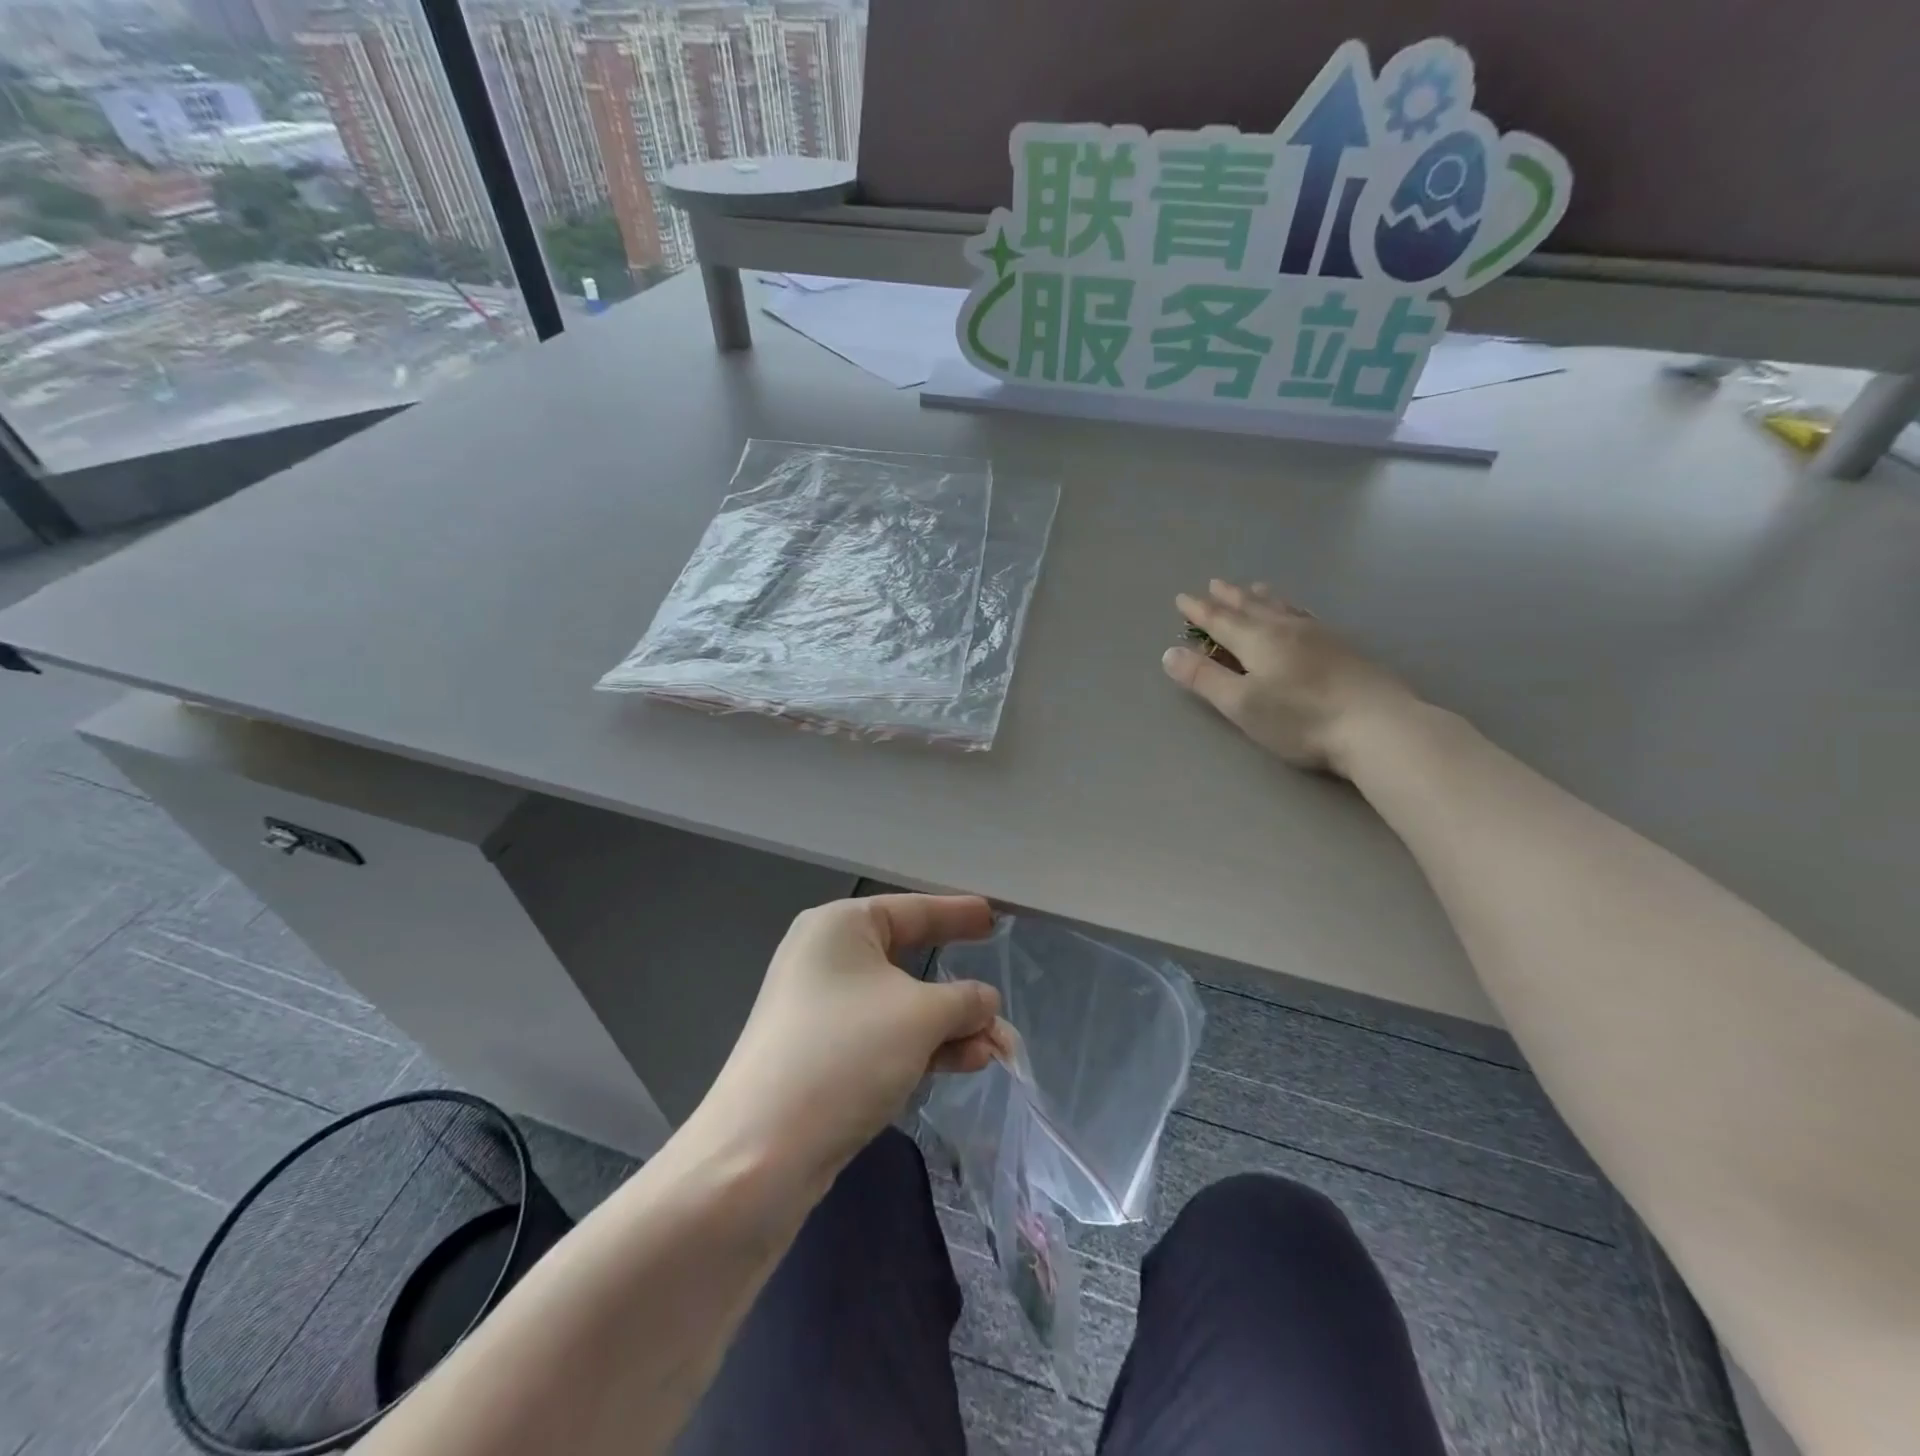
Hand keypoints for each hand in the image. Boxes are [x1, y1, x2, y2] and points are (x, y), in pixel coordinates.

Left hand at [695, 895, 1000, 1183]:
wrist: (760, 1155)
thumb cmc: (846, 1054)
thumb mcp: (921, 1017)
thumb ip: (965, 1001)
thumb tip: (986, 1002)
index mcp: (840, 927)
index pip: (913, 910)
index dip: (957, 914)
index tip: (993, 915)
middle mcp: (826, 959)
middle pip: (909, 962)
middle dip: (960, 991)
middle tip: (999, 996)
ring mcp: (821, 1011)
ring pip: (901, 1007)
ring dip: (950, 1027)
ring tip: (997, 1048)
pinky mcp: (822, 1057)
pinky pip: (884, 1039)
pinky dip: (924, 1048)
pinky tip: (966, 1063)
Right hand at [1162, 580, 1416, 774]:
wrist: (1377, 725)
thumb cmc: (1300, 719)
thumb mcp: (1241, 704)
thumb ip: (1204, 678)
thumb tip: (1170, 653)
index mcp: (1257, 640)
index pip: (1220, 620)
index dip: (1198, 611)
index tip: (1181, 598)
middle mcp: (1286, 629)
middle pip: (1251, 607)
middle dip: (1229, 597)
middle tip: (1214, 583)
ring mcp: (1319, 635)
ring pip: (1282, 607)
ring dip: (1262, 597)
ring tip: (1253, 587)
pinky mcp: (1344, 648)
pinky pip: (1306, 616)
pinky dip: (1291, 608)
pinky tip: (1298, 614)